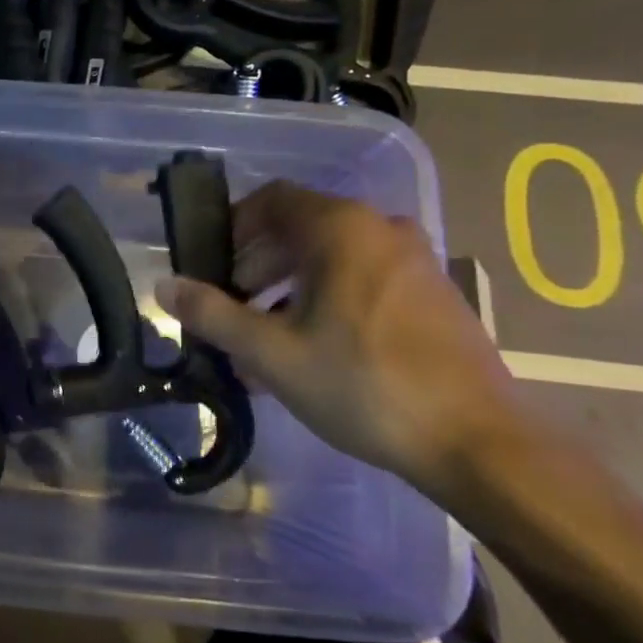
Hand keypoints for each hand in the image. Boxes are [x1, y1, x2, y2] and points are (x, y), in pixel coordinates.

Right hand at [153, 180, 522, 494]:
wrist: (479, 442)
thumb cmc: (363, 385)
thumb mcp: (271, 353)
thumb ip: (212, 314)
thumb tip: (163, 286)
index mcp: (340, 229)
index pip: (271, 200)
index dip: (232, 227)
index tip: (211, 268)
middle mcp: (380, 229)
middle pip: (300, 228)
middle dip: (257, 265)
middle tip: (232, 308)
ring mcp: (414, 261)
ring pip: (332, 258)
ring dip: (289, 287)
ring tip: (266, 340)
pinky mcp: (433, 294)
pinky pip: (364, 279)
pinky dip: (327, 300)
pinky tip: (312, 353)